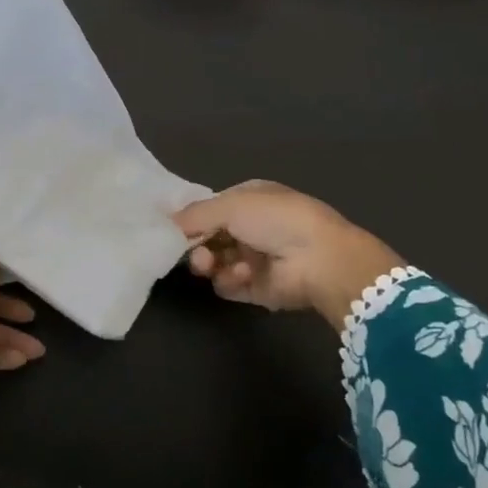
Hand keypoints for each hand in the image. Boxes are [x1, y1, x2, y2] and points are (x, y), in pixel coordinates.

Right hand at [173, 181, 404, 324]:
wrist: (320, 260)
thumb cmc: (277, 220)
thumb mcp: (231, 205)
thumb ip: (195, 214)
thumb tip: (167, 223)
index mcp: (251, 199)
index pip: (211, 208)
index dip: (191, 218)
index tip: (171, 228)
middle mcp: (252, 227)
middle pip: (209, 237)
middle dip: (197, 244)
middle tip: (194, 251)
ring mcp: (255, 259)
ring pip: (214, 263)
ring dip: (210, 263)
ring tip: (210, 264)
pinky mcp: (257, 289)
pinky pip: (228, 285)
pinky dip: (230, 281)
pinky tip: (243, 276)